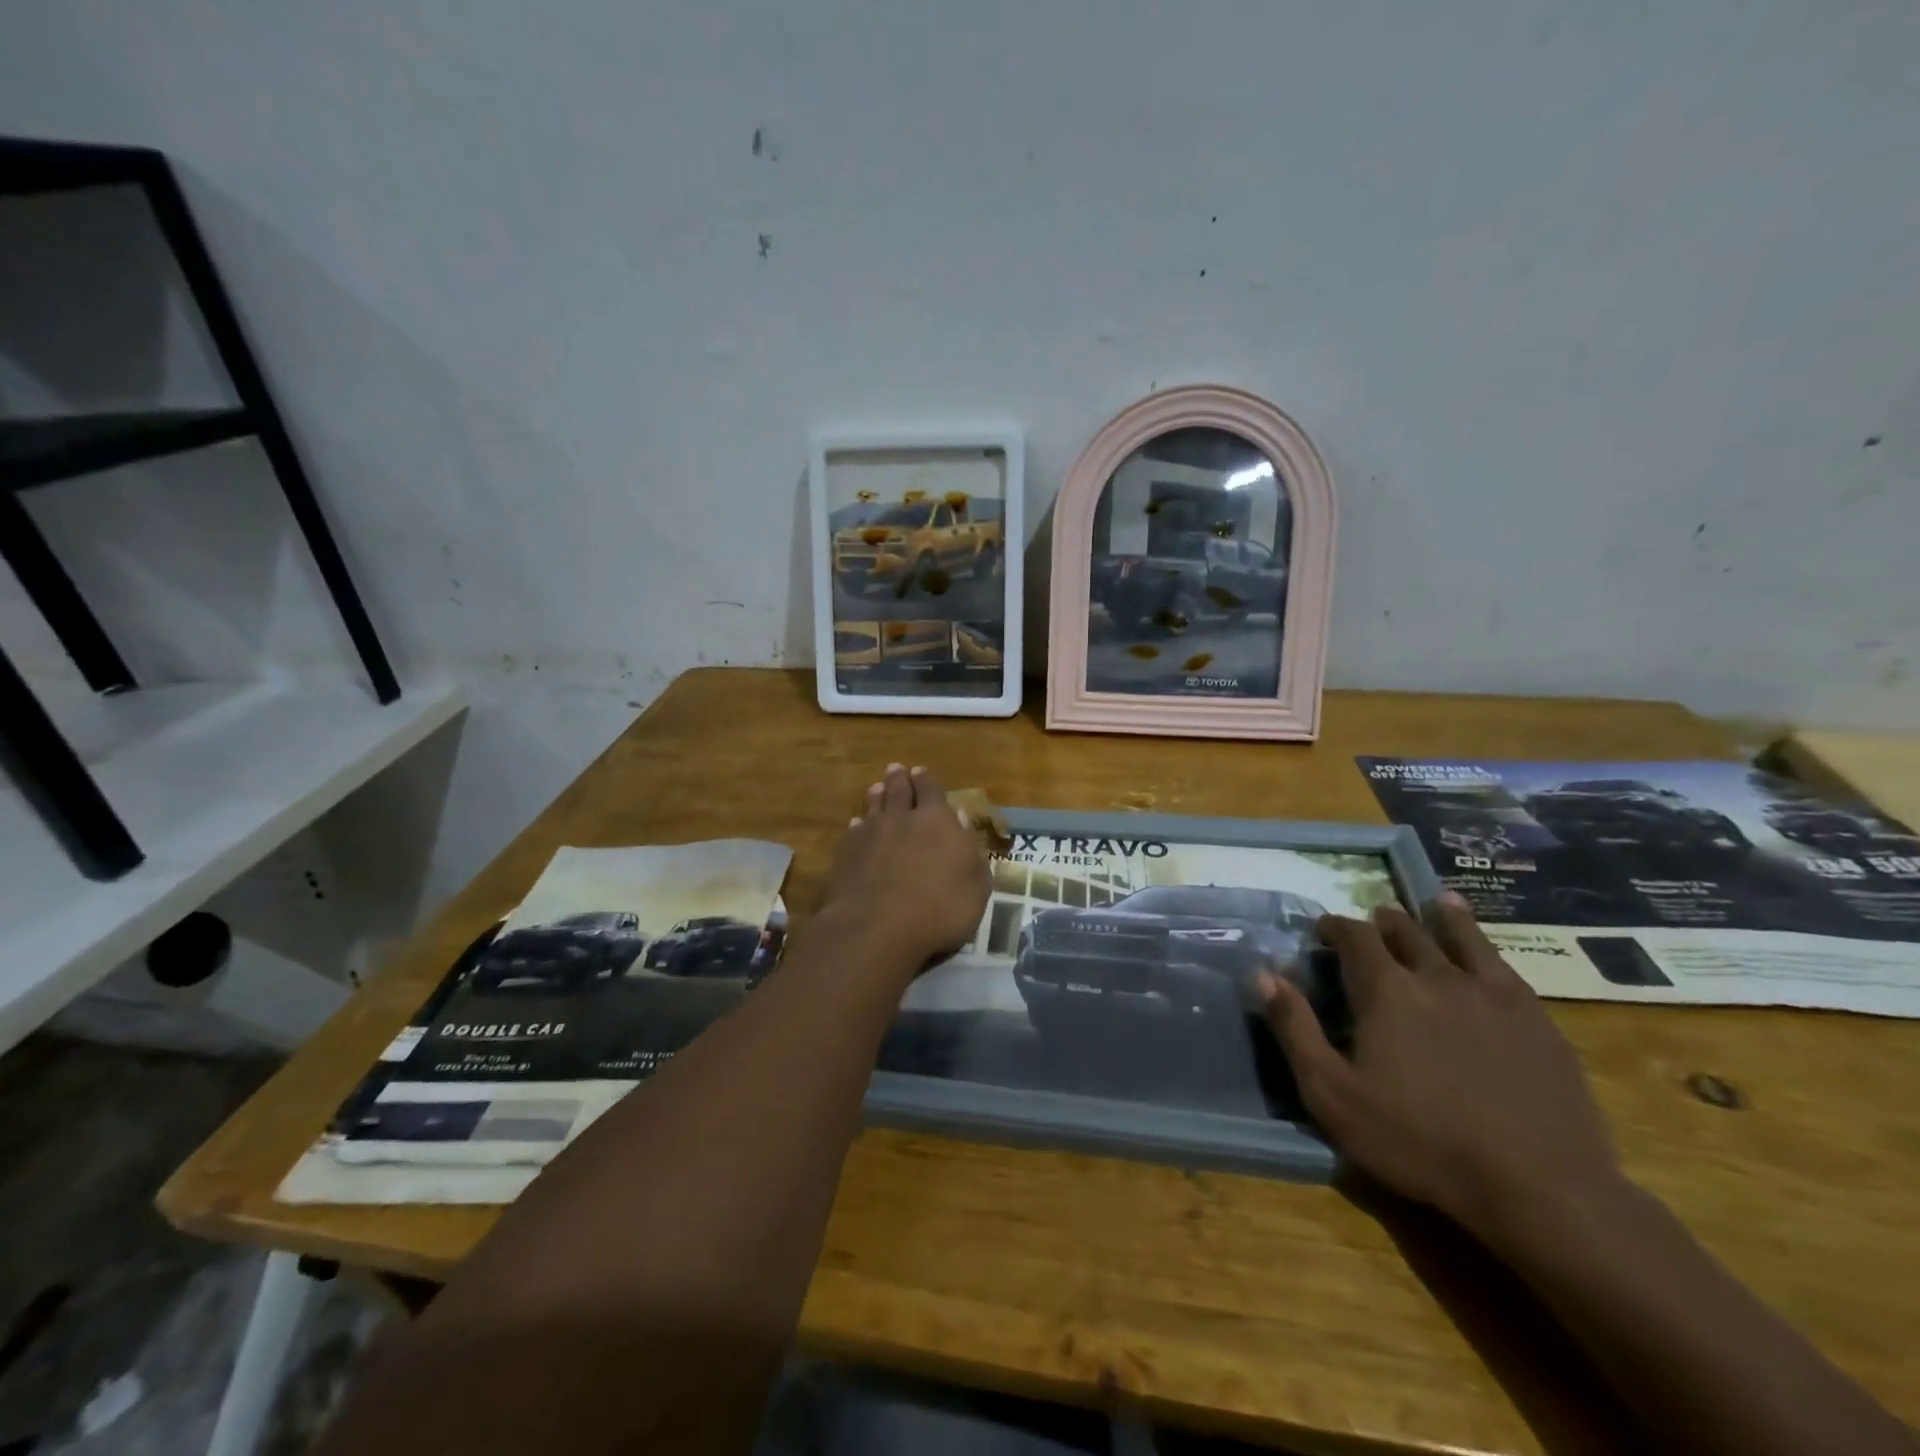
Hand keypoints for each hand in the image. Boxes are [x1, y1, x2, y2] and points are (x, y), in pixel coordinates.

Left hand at [822, 763, 989, 969]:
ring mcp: (870, 833)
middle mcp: (902, 818)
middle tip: (897, 769)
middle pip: (900, 791)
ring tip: (877, 787)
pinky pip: (854, 829)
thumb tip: (961, 820)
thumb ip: (970, 852)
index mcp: (937, 821)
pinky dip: (858, 823)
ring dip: (877, 795)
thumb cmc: (939, 910)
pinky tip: (857, 824)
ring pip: (874, 806)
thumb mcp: (975, 886)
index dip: (927, 781)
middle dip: (900, 779)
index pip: (932, 791)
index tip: (921, 772)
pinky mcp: (846, 852)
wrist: (877, 928)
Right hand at [1262, 895, 1623, 1250]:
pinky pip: (1502, 962)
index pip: (1354, 937)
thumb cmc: (1420, 1142)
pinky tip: (1481, 942)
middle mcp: (1436, 976)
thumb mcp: (1333, 1094)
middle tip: (1374, 920)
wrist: (1540, 1187)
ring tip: (1434, 903)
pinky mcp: (1536, 1017)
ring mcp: (1492, 993)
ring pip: (1459, 936)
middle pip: (1405, 931)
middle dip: (1383, 921)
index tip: (1324, 928)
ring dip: (1439, 917)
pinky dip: (1482, 940)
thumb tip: (1264, 974)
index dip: (1335, 927)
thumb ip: (1295, 1028)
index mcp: (1386, 991)